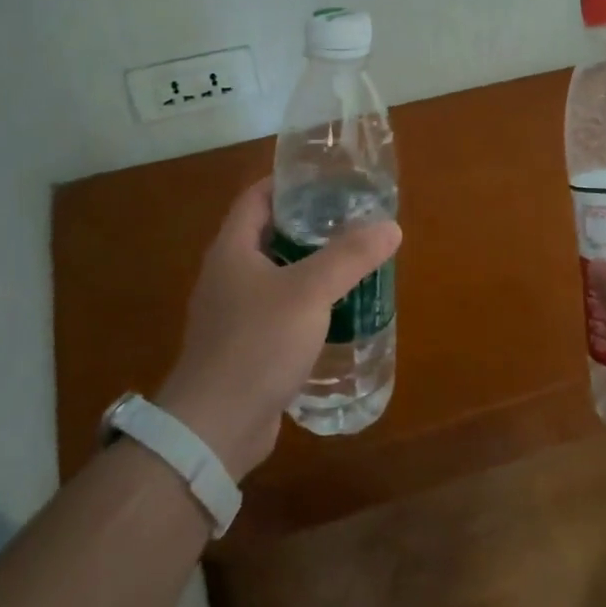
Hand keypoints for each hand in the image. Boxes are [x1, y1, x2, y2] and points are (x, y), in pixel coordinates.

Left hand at [156, 178, 400, 480]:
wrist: (216, 426)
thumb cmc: (258, 343)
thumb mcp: (310, 292)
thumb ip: (350, 256)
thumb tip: (390, 227)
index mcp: (232, 250)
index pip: (256, 197)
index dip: (288, 183)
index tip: (327, 180)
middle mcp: (227, 275)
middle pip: (267, 235)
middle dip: (307, 225)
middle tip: (350, 220)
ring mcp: (232, 314)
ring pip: (275, 276)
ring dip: (308, 267)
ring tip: (351, 262)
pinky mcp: (243, 347)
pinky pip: (277, 312)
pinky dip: (304, 304)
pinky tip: (335, 313)